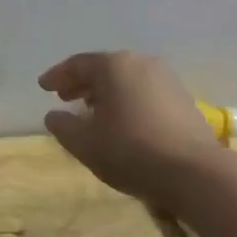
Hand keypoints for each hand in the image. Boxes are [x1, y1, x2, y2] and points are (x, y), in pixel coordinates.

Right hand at [38, 51, 222, 206]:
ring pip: (126, 80)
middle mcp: (141, 64)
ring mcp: (167, 80)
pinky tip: (121, 121)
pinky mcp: (183, 100)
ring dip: (105, 93)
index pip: (78, 64)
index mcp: (114, 66)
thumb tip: (54, 116)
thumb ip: (63, 126)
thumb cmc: (130, 151)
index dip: (57, 76)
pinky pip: (144, 92)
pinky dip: (126, 101)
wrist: (194, 173)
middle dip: (82, 83)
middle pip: (104, 69)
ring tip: (91, 111)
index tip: (43, 87)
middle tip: (64, 97)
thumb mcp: (84, 143)